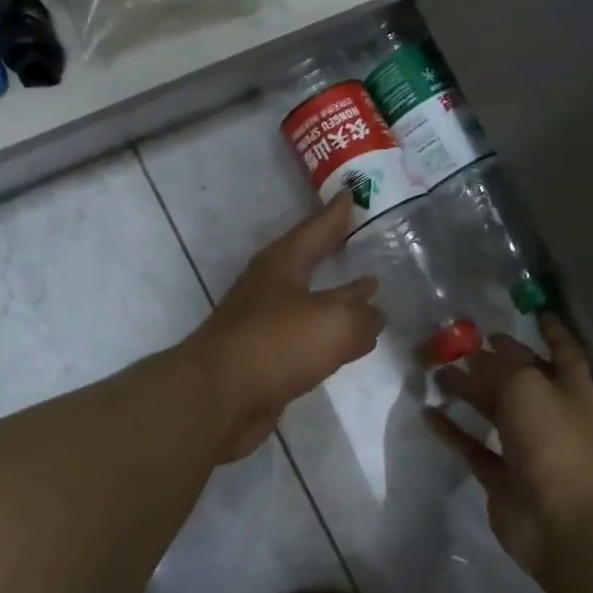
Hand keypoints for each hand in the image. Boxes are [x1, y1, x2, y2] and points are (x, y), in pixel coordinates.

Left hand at [184, 198, 384, 460]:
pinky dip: (327, 335)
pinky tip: (343, 344)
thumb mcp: (334, 322)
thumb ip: (363, 316)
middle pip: (308, 261)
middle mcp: (269, 286)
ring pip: (309, 301)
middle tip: (362, 240)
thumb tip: (373, 316)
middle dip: (334, 251)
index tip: (353, 194)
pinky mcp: (264, 358)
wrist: (218, 397)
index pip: (316, 228)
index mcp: (282, 263)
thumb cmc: (277, 344)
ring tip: (367, 293)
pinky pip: (305, 337)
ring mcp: (263, 322)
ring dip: (336, 297)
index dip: (336, 214)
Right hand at [426, 314, 592, 580]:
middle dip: (492, 361)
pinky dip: (453, 431)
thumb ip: (499, 367)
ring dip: (468, 393)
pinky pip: (473, 448)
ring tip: (436, 373)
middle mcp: (550, 415)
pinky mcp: (503, 478)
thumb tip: (476, 358)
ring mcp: (527, 449)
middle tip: (457, 343)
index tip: (532, 311)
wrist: (566, 521)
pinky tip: (429, 414)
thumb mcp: (526, 385)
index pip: (563, 351)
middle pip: (518, 380)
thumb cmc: (554, 440)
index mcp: (569, 389)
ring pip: (493, 413)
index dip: (551, 330)